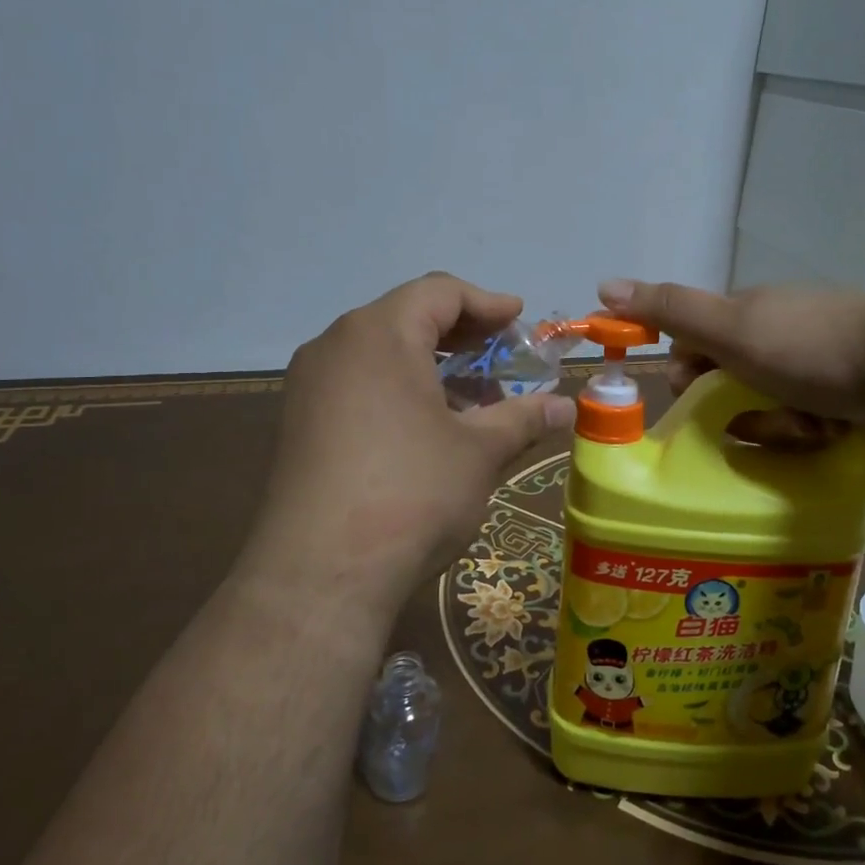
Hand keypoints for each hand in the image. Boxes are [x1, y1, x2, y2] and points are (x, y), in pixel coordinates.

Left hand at [243, 275, 575, 623]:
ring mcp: (309, 385)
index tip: (519, 321)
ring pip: (380, 353)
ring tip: (472, 399)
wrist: (321, 572)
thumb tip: (566, 406)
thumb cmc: (412, 491)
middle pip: (406, 317)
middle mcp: (335, 345)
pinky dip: (398, 390)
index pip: (439, 292)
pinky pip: (357, 384)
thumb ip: (524, 418)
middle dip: (461, 335)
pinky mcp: (299, 423)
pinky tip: (428, 427)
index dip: (487, 303)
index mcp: (379, 333)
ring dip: (431, 365)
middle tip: (502, 357)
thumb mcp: (480, 451)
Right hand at [598, 278, 864, 439]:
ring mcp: (812, 364)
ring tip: (804, 425)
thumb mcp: (728, 328)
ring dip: (775, 424)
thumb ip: (669, 310)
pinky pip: (804, 421)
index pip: (693, 347)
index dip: (687, 376)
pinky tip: (828, 431)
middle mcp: (775, 334)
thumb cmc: (806, 345)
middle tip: (758, 419)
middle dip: (737, 409)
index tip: (693, 400)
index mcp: (745, 313)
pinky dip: (809, 430)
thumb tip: (604, 285)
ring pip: (767, 408)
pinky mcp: (843, 393)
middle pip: (729, 383)